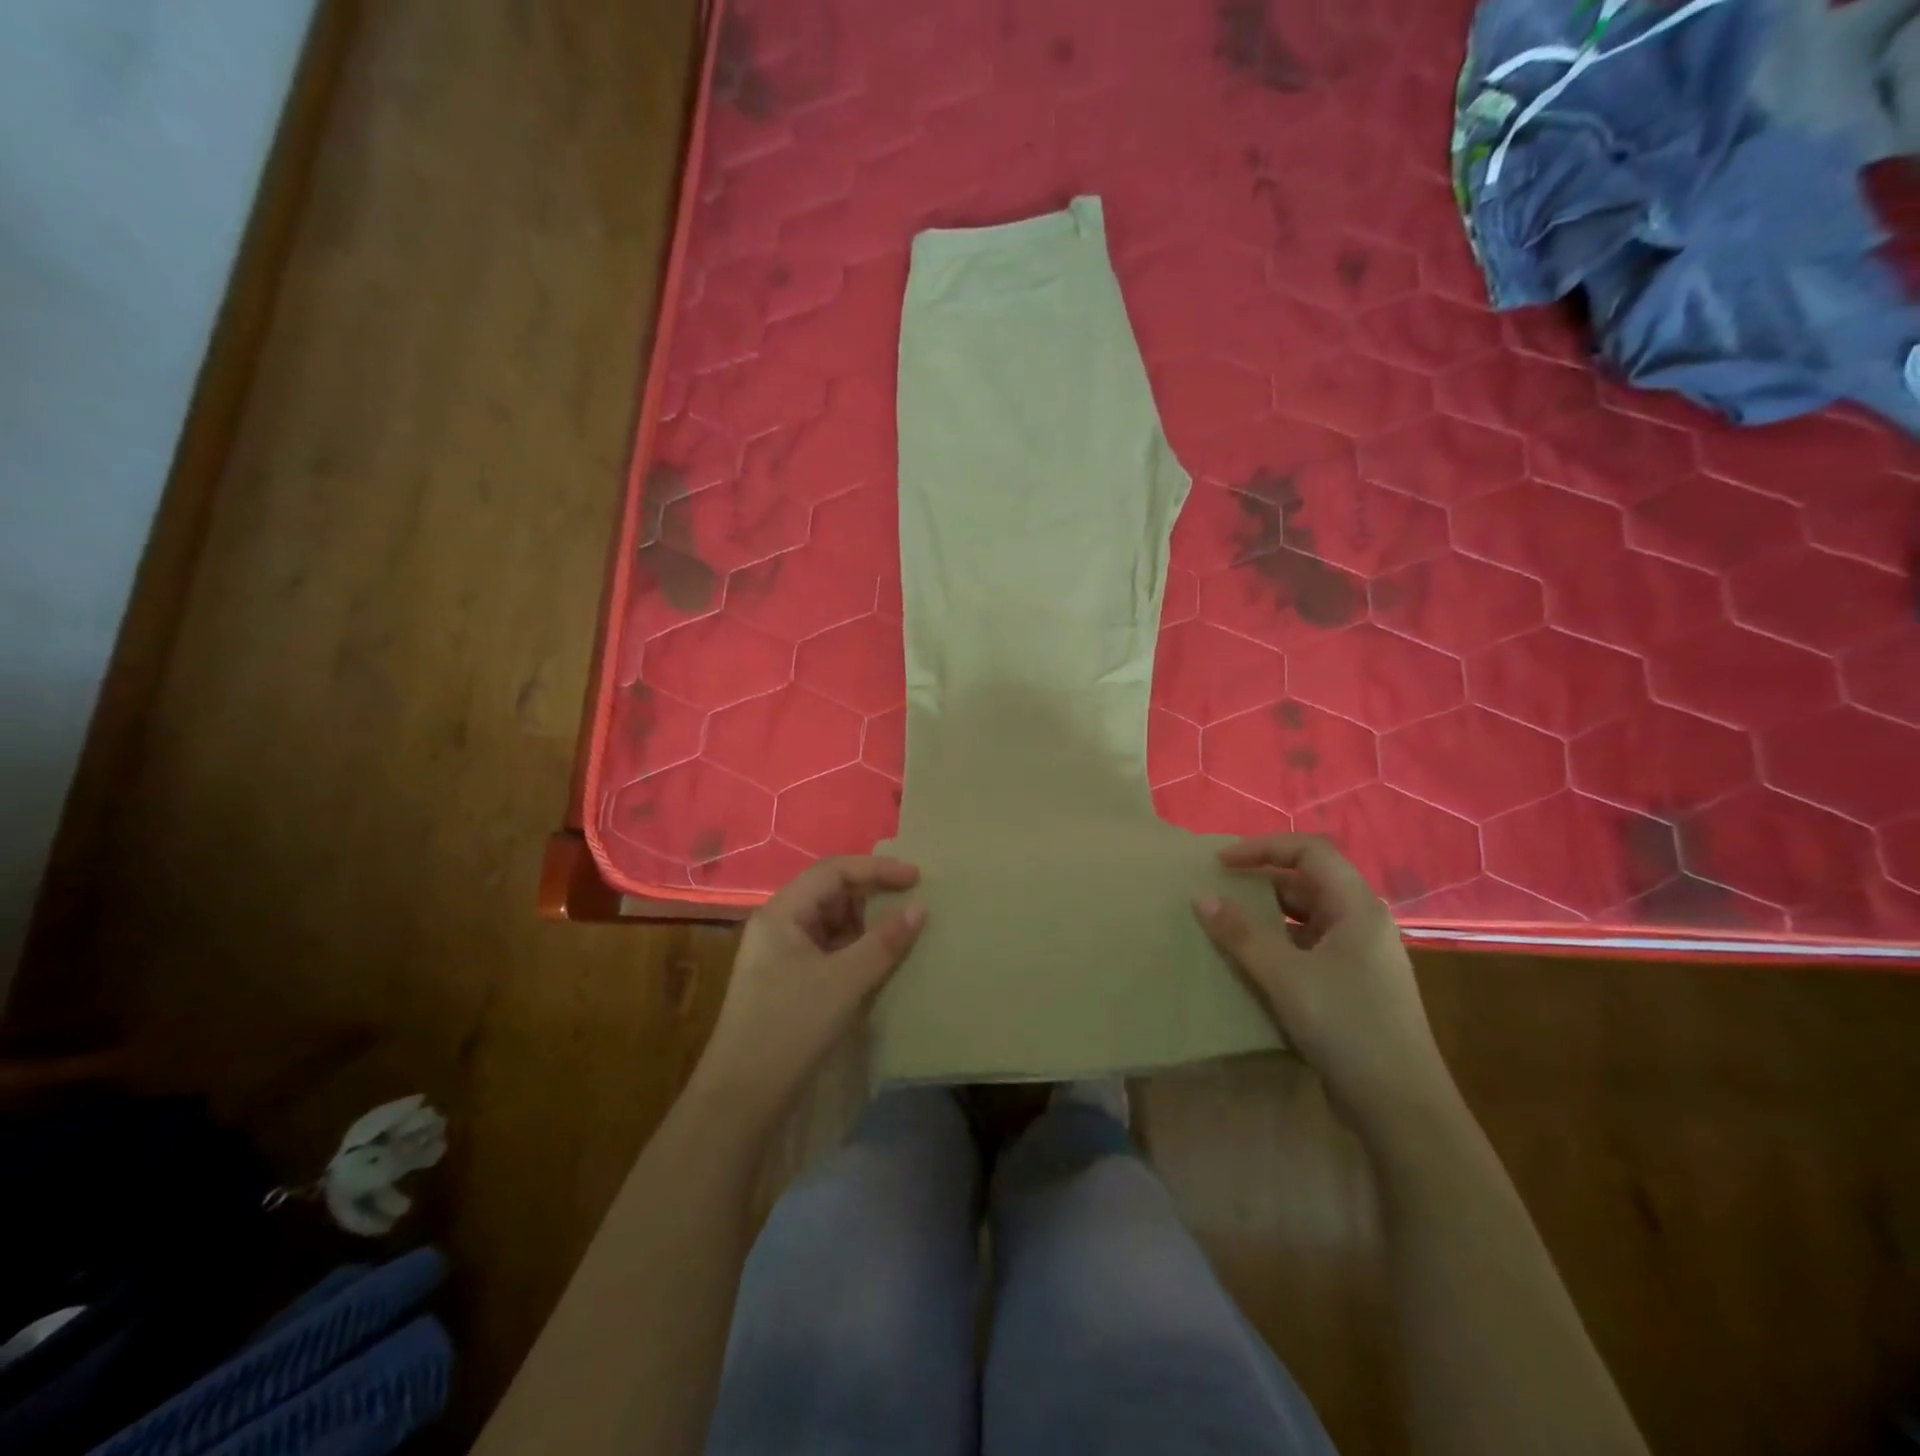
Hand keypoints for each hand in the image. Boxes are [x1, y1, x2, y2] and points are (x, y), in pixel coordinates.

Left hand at [693, 856, 926, 1113]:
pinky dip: (857, 949)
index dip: (877, 869)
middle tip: (914, 902)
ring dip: (867, 924)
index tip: (917, 878)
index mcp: (782, 913)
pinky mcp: (790, 982)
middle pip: (831, 893)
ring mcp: (783, 955)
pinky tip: (882, 961)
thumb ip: (884, 941)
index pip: (834, 871)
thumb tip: (919, 907)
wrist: (742, 1098)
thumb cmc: (791, 1027)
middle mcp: (779, 926)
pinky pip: (830, 950)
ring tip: (905, 930)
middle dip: (873, 894)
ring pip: (832, 923)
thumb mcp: (845, 981)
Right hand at [1193, 834, 1453, 1129]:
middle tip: (1217, 891)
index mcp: (1357, 907)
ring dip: (1267, 915)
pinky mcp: (1354, 985)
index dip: (1263, 847)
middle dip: (1261, 880)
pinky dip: (1278, 944)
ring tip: (1227, 925)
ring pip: (1307, 916)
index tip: (1221, 863)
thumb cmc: (1346, 1026)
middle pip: (1308, 881)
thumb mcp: (1285, 976)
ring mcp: (1361, 956)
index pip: (1310, 850)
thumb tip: (1201, 897)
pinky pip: (1309, 947)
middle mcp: (1363, 923)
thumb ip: (1241, 934)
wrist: (1401, 1107)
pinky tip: (1252, 963)